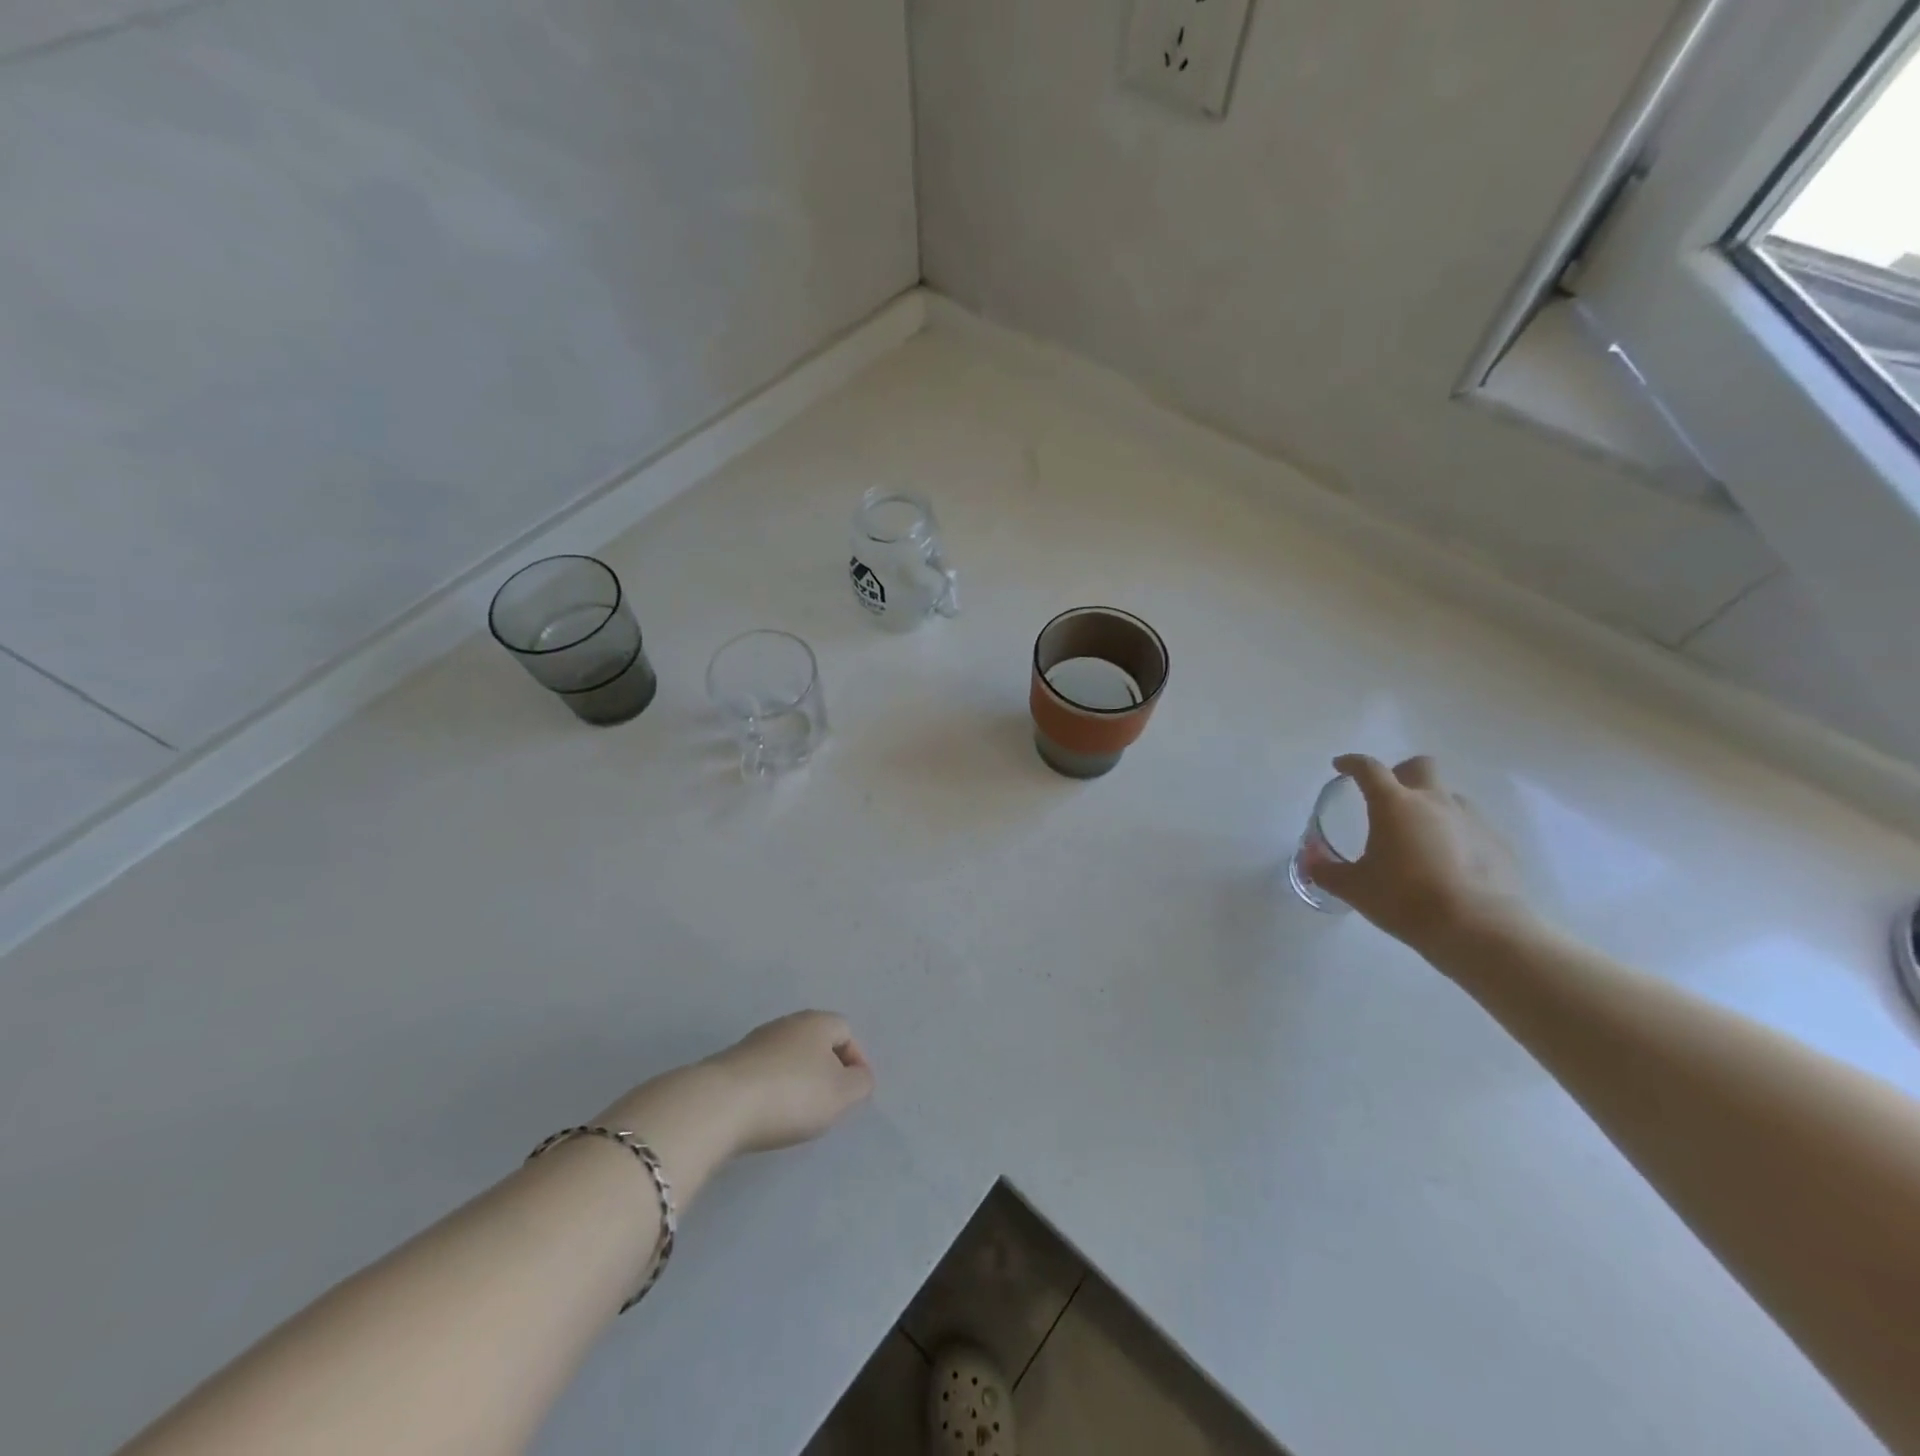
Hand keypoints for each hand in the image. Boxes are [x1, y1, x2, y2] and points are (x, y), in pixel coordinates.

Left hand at [705, 1011, 874, 1153]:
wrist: (720, 1105)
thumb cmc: (792, 1095)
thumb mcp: (841, 1094)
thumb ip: (861, 1083)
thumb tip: (859, 1076)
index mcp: (817, 1021)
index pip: (846, 1032)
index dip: (855, 1061)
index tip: (851, 1094)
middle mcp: (787, 1023)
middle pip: (816, 1043)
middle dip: (825, 1071)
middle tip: (827, 1104)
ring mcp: (755, 1041)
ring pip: (788, 1058)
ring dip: (797, 1081)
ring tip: (795, 1115)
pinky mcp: (731, 1064)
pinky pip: (763, 1073)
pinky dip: (771, 1091)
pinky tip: (767, 1114)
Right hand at [1310, 754, 1530, 952]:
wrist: (1479, 929)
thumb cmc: (1405, 900)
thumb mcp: (1354, 888)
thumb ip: (1326, 871)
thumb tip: (1310, 859)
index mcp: (1394, 804)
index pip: (1369, 769)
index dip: (1352, 763)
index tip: (1340, 766)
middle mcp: (1434, 802)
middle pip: (1420, 766)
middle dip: (1402, 773)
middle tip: (1388, 798)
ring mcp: (1471, 820)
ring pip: (1448, 796)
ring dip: (1431, 807)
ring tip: (1419, 838)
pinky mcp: (1497, 842)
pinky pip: (1471, 826)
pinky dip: (1455, 835)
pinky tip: (1448, 864)